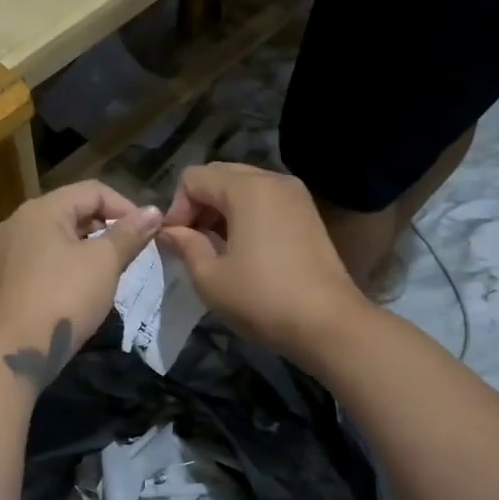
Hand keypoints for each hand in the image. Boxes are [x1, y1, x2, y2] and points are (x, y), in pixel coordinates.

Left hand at [0, 181, 161, 388]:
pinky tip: (82, 286)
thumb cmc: (65, 297)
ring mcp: (7, 250)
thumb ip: (129, 233)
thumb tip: (153, 211)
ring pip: (58, 236)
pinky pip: (43, 258)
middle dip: (107, 227)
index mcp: (41, 209)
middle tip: (133, 252)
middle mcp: (19, 221)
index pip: (93, 191)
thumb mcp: (104, 262)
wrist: (17, 350)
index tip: (148, 233)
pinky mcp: (6, 277)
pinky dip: (67, 263)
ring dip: (89, 246)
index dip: (126, 207)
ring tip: (112, 269)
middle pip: (73, 210)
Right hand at [157, 163, 362, 360]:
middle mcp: (272, 180)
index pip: (193, 178)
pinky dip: (246, 215)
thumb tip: (169, 232)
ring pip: (243, 187)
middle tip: (192, 243)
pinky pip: (265, 200)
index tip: (175, 243)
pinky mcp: (307, 213)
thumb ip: (185, 246)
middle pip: (220, 175)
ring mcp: (295, 195)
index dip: (176, 208)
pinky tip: (243, 248)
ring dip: (221, 210)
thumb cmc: (262, 299)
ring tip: (215, 248)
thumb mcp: (210, 278)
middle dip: (198, 205)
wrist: (328, 323)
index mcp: (246, 188)